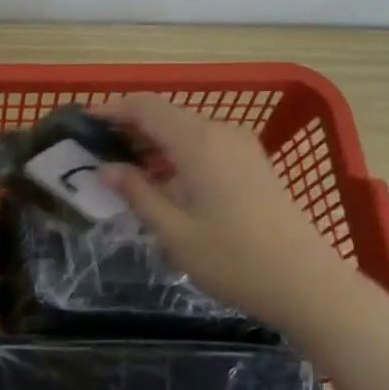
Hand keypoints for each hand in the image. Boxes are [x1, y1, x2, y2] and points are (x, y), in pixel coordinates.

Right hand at [102, 94, 388, 389]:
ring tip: (122, 170)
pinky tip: (162, 183)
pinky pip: (205, 146)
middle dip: (129, 127)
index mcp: (199, 143)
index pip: (146, 107)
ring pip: (187, 131)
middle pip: (167, 115)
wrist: (305, 282)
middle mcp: (222, 134)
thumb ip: (138, 193)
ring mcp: (242, 148)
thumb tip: (106, 169)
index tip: (83, 123)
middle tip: (95, 152)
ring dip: (153, 143)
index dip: (112, 110)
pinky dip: (177, 155)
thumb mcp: (174, 231)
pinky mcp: (253, 165)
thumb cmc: (233, 259)